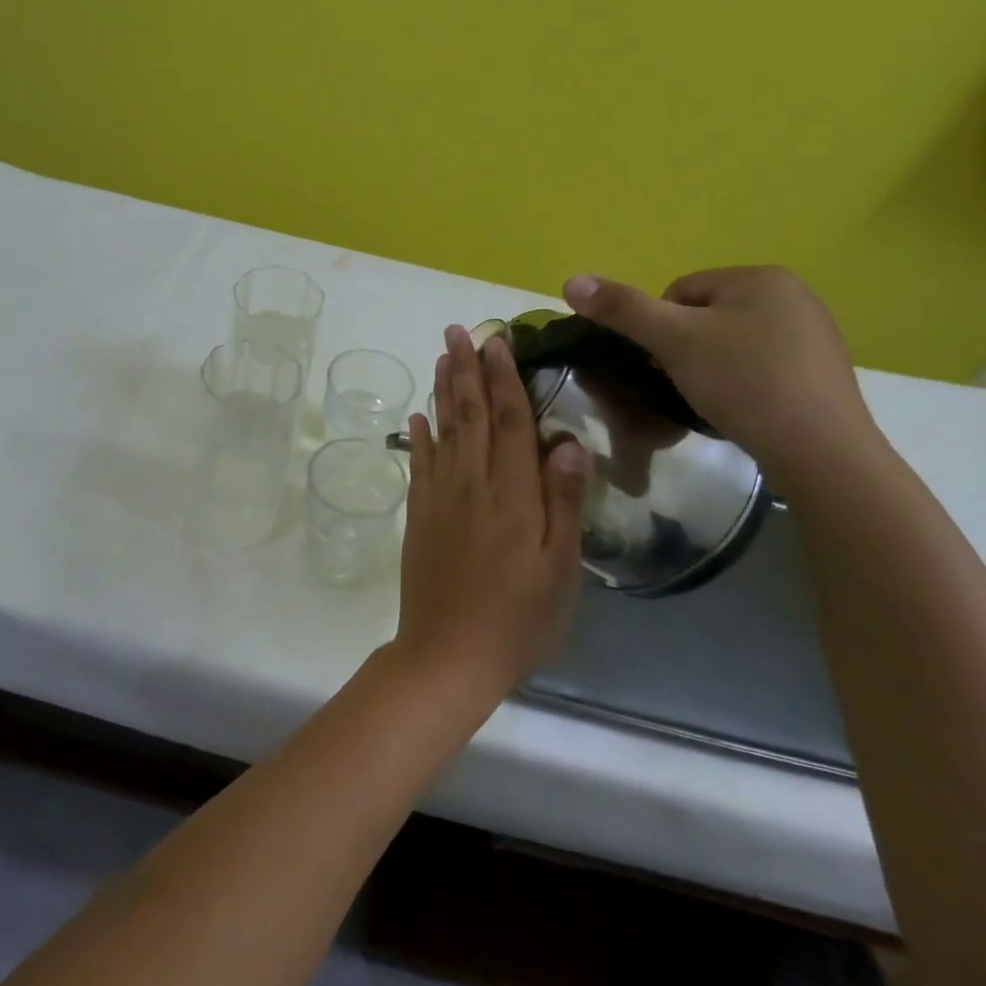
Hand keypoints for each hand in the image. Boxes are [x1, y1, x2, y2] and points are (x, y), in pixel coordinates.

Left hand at [393, 325, 591, 708]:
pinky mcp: (418, 516)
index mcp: (512, 496)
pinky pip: (419, 464)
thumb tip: (566, 441)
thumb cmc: (518, 619)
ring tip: (442, 357)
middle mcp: (471, 485)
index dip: (504, 379)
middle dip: (466, 370)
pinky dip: (419, 436)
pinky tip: (418, 416)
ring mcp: (439, 499)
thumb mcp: (560, 569)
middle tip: (459, 330)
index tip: (497, 342)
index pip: (509, 423)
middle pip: (470, 416)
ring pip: (442, 432)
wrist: (448, 655)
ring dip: (443, 391)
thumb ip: (563, 502)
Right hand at [562, 266, 880, 482]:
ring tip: (709, 401)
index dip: (658, 329)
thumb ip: (622, 309)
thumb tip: (570, 280)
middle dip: (684, 350)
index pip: (680, 291)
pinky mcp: (820, 371)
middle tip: (681, 385)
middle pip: (705, 317)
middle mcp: (793, 295)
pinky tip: (740, 409)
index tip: (662, 364)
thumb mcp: (673, 340)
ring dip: (710, 368)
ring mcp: (813, 334)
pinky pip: (760, 367)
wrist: (818, 449)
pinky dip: (741, 384)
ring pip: (731, 344)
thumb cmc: (742, 381)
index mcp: (760, 277)